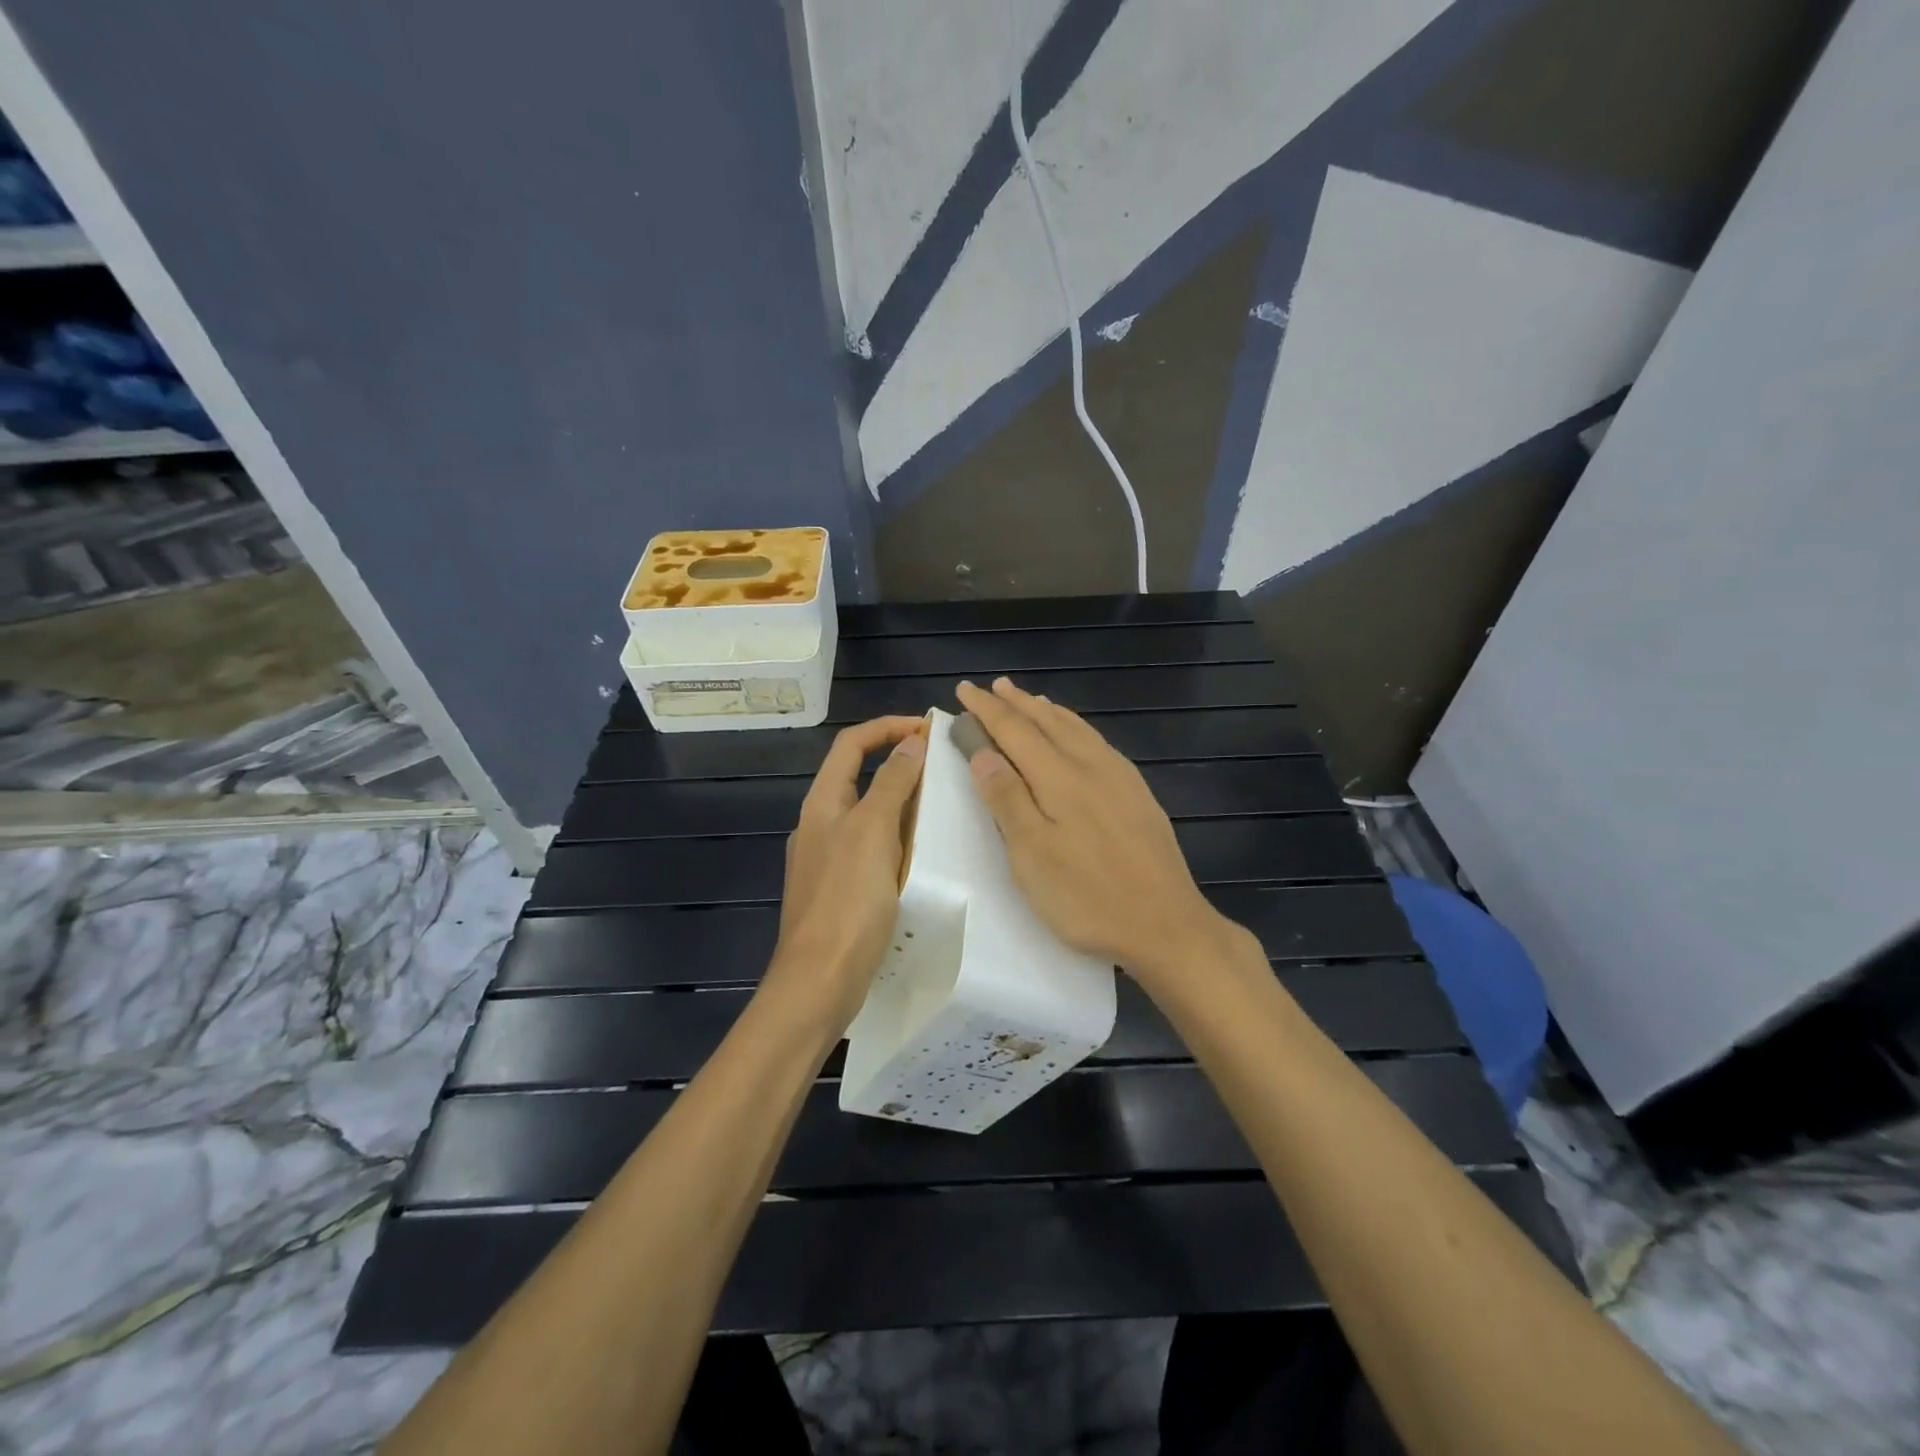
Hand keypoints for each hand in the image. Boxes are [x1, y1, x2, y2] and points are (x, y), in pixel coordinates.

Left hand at [767, 715, 926, 1029]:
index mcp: (822, 803)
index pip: (851, 744)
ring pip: (869, 814)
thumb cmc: (847, 901)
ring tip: (942, 804)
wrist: (819, 981)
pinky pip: (873, 849)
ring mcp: (828, 859)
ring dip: (902, 802)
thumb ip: (892, 784)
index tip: (928, 728)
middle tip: (944, 766)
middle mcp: (821, 825)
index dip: (887, 727)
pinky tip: (923, 853)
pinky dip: (898, 839)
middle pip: (860, 776)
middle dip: (899, 763)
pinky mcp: (841, 890)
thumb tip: (912, 742)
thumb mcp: (873, 832)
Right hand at [955, 678, 1237, 989]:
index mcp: (1059, 777)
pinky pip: (1098, 742)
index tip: (965, 690)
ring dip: (1048, 711)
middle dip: (1017, 703)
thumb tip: (983, 751)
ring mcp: (1120, 778)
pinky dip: (1076, 728)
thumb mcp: (1032, 854)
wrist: (1166, 924)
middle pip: (1048, 722)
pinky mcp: (1138, 794)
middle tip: (993, 687)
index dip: (987, 710)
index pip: (1015, 730)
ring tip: (1031, 700)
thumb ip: (1007, 798)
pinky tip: (1078, 736)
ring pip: (1077, 729)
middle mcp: (1091, 765)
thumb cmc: (1087, 896)